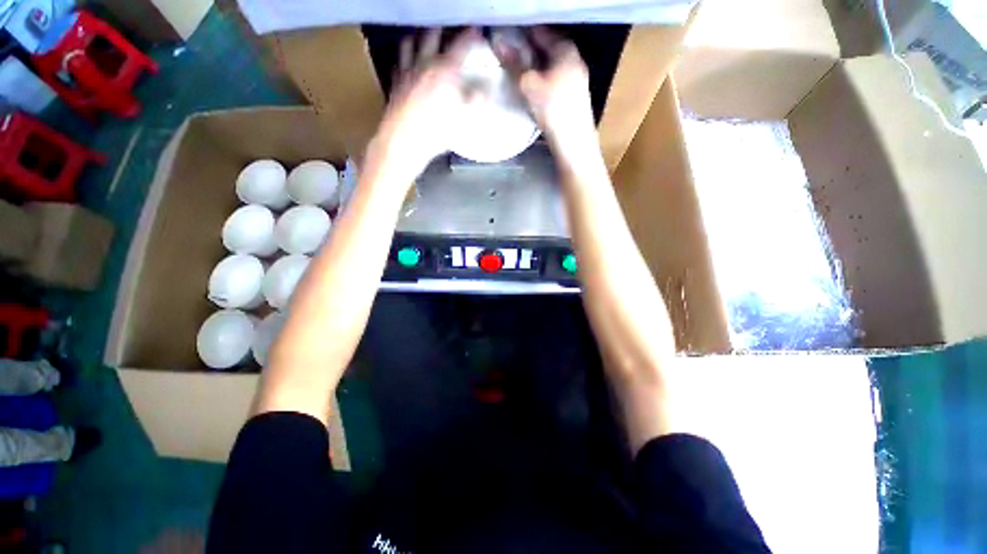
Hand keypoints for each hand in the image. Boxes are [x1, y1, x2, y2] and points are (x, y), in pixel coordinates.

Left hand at [368, 28, 482, 182]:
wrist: (405, 139)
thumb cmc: (437, 130)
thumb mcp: (462, 118)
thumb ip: (475, 101)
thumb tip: (485, 90)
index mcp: (445, 69)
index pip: (461, 45)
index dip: (470, 35)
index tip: (477, 30)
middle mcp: (425, 62)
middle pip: (432, 34)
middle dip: (442, 28)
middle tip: (448, 27)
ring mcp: (407, 69)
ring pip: (410, 42)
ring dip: (418, 35)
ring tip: (423, 35)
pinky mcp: (396, 81)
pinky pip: (399, 61)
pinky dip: (404, 56)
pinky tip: (406, 60)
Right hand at [499, 28, 598, 163]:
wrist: (573, 142)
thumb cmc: (553, 110)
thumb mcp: (530, 85)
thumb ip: (514, 63)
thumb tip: (498, 42)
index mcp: (566, 49)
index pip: (541, 30)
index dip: (523, 31)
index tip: (506, 34)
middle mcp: (574, 58)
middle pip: (548, 46)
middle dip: (528, 47)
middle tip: (509, 51)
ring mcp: (576, 77)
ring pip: (551, 62)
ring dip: (535, 63)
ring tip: (517, 68)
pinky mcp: (573, 94)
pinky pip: (554, 76)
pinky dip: (542, 76)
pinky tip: (532, 85)